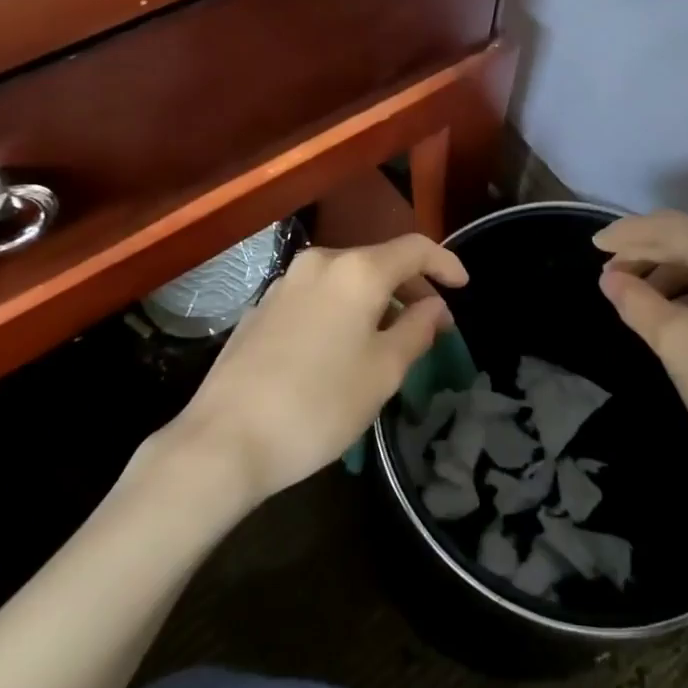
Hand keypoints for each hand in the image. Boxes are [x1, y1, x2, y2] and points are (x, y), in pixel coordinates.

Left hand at [170, 235, 467, 507]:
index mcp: (356, 270)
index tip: (463, 285)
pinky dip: (343, 307)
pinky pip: (318, 294)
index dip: (444, 262)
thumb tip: (435, 305)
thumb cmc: (318, 405)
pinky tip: (342, 346)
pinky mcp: (262, 306)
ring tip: (390, 337)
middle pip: (378, 260)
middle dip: (410, 285)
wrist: (224, 439)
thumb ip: (416, 329)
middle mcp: (321, 262)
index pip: (414, 248)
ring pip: (346, 278)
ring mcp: (286, 282)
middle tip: (431, 322)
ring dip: (376, 298)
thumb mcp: (383, 372)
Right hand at [594, 211, 687, 516]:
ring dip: (669, 270)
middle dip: (646, 251)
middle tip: (608, 273)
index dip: (626, 235)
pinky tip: (674, 308)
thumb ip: (635, 300)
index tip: (592, 246)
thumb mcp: (674, 341)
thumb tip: (610, 278)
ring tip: (635, 295)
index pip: (668, 227)